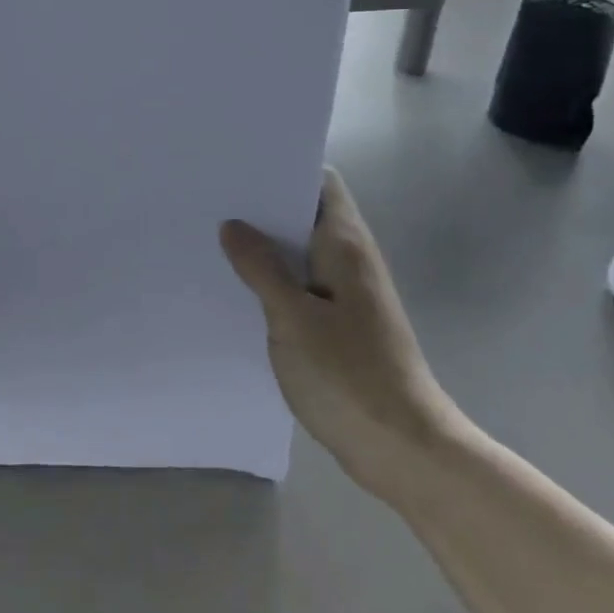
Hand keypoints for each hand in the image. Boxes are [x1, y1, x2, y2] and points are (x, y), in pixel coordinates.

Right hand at [221, 171, 461, 503]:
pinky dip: (273, 280)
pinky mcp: (339, 324)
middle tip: (210, 199)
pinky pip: (301, 286)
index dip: (283, 166)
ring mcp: (346, 293)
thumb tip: (233, 226)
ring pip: (300, 253)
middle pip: (306, 214)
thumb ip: (262, 268)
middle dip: (263, 206)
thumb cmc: (349, 375)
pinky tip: (236, 289)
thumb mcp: (293, 318)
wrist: (402, 447)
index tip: (237, 165)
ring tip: (212, 237)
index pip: (320, 182)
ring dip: (265, 246)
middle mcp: (350, 260)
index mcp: (345, 245)